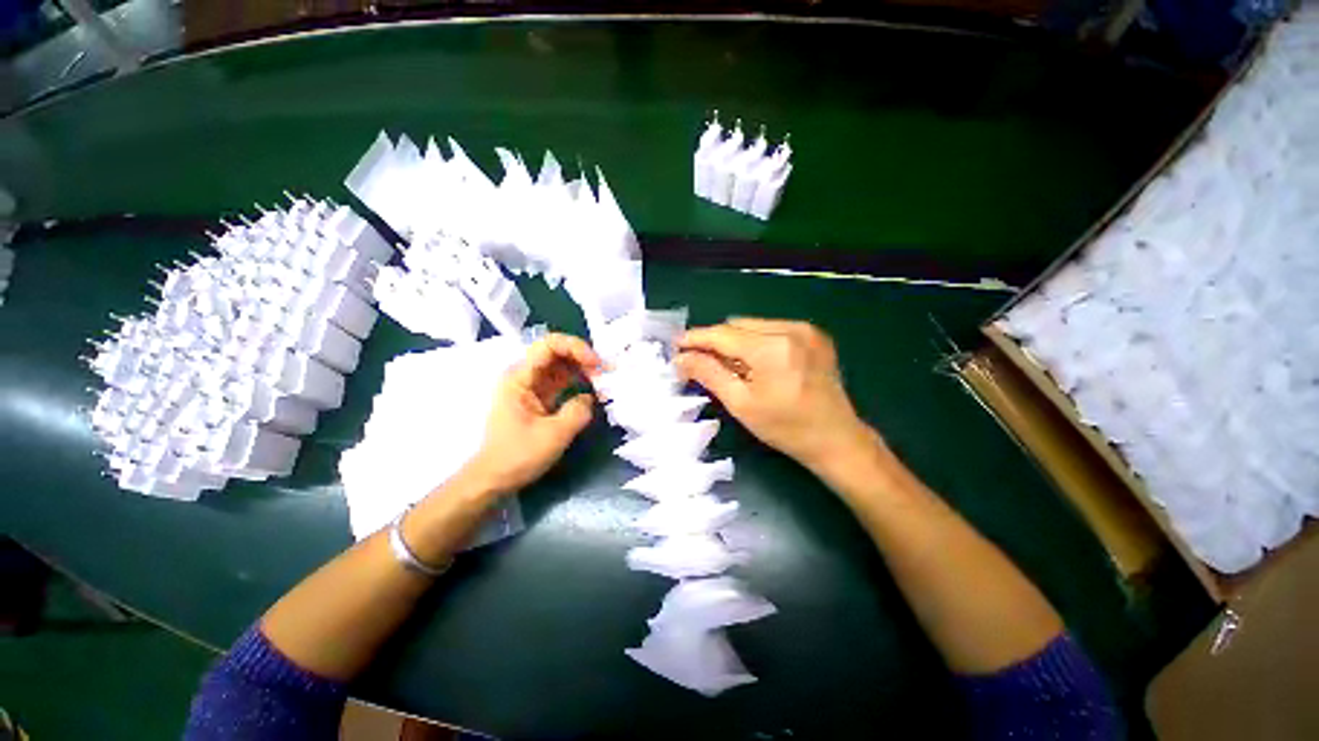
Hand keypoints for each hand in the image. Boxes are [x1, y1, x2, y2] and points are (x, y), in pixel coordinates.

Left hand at [465, 334, 602, 495]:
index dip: (575, 347)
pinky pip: (563, 382)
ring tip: (604, 382)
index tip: (596, 364)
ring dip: (584, 370)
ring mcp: (533, 387)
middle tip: (606, 374)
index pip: (549, 345)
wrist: (494, 479)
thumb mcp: (553, 435)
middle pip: (557, 352)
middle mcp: (525, 376)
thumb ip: (577, 412)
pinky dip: (580, 383)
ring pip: (562, 366)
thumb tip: (590, 398)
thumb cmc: (517, 456)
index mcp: (520, 377)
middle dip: (583, 358)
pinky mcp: (540, 399)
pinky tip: (595, 393)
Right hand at [675, 318, 875, 476]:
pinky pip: (772, 329)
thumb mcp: (741, 404)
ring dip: (736, 341)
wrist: (837, 439)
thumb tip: (681, 358)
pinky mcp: (814, 335)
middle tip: (701, 362)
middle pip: (737, 325)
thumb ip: (709, 374)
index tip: (676, 344)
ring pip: (754, 325)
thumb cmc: (785, 428)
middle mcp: (790, 329)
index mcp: (772, 348)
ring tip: (731, 366)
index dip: (696, 338)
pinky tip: (756, 364)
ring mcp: (806, 330)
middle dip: (716, 341)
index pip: (722, 334)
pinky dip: (756, 341)